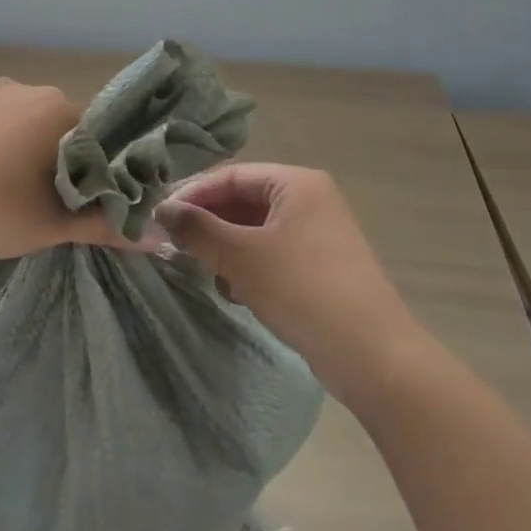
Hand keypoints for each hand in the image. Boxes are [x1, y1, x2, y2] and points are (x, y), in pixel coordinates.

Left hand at [0, 78, 160, 261]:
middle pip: (59, 127)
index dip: (100, 168)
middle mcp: (22, 90)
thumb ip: (104, 227)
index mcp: (55, 106)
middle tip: (56, 204)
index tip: (93, 199)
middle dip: (63, 161)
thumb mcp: (53, 223)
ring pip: (23, 127)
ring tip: (18, 198)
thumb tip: (155, 240)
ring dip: (28, 156)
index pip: (97, 133)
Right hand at [154, 164, 419, 400]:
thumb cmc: (301, 290)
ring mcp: (318, 234)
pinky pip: (271, 253)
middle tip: (173, 245)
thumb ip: (196, 228)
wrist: (371, 355)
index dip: (191, 194)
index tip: (158, 217)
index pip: (230, 175)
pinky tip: (236, 292)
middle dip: (208, 224)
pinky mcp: (320, 266)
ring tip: (206, 272)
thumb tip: (161, 209)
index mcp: (296, 183)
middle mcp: (310, 200)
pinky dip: (247, 267)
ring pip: (254, 230)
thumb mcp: (239, 256)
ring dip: (225, 249)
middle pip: (242, 200)